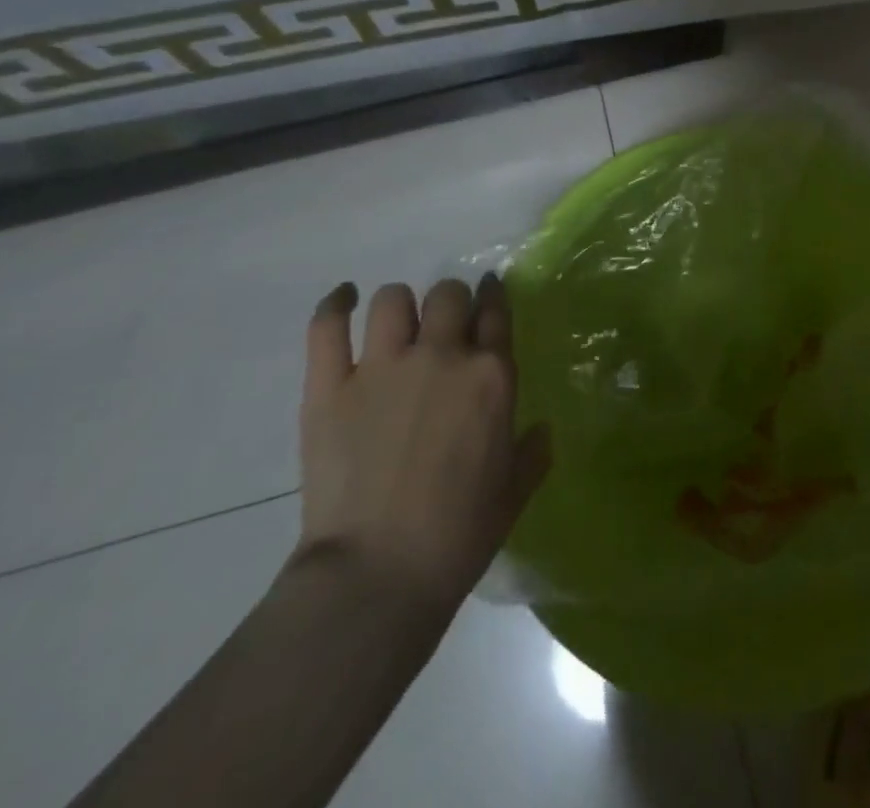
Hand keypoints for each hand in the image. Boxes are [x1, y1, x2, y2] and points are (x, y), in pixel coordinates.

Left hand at [294, 275, 550, 615]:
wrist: (377, 575)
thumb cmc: (458, 537)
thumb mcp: (513, 494)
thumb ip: (533, 453)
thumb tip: (541, 431)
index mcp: (491, 376)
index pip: (496, 311)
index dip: (493, 296)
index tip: (489, 295)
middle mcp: (441, 356)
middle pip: (448, 294)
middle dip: (450, 303)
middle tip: (444, 327)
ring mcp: (382, 367)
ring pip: (393, 299)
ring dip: (400, 307)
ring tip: (397, 328)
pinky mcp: (330, 386)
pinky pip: (328, 326)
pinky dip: (335, 305)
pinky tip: (343, 299)